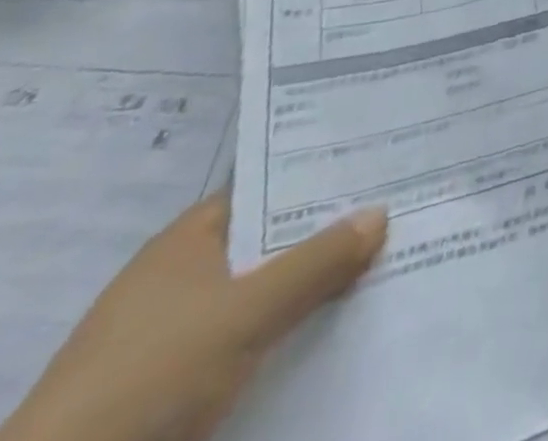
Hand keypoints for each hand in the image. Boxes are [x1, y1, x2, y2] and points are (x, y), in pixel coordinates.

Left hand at [0, 193, 386, 440]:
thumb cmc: (149, 378)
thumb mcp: (246, 314)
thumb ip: (317, 261)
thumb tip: (381, 212)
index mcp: (188, 239)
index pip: (269, 185)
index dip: (323, 174)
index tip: (380, 164)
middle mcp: (180, 274)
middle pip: (270, 239)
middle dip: (328, 232)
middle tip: (398, 210)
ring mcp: (172, 332)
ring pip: (261, 292)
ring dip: (311, 286)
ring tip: (381, 267)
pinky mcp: (170, 384)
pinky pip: (247, 338)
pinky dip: (286, 332)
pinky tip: (330, 331)